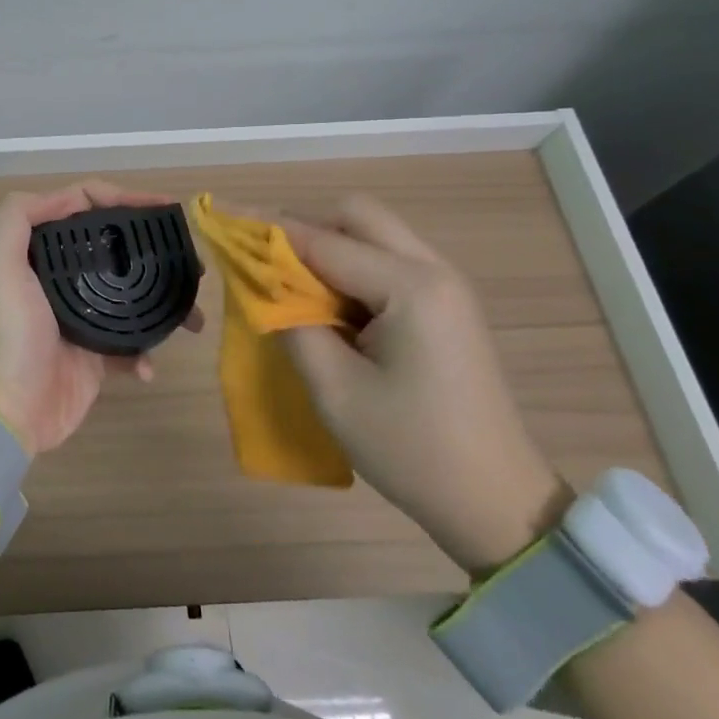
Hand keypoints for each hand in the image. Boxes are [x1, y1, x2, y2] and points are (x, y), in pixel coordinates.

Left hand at [0, 181, 202, 455]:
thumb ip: (18, 216)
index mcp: (38, 253)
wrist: (6, 414)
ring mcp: (81, 316)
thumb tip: (74, 196)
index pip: (83, 209)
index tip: (162, 208)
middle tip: (191, 258)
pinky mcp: (96, 354)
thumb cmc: (5, 334)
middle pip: (114, 249)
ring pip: (131, 294)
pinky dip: (146, 349)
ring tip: (193, 313)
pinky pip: (132, 342)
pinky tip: (149, 362)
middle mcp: (59, 278)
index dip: (121, 199)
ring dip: (164, 299)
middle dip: (154, 249)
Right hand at [277, 194, 569, 572]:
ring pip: (374, 234)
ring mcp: (446, 286)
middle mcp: (434, 270)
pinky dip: (351, 268)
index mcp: (411, 287)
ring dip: (329, 247)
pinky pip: (388, 262)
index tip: (222, 218)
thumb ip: (291, 323)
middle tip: (269, 265)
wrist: (496, 502)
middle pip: (357, 216)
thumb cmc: (411, 449)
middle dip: (306, 228)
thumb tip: (263, 284)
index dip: (267, 230)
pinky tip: (332, 308)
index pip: (323, 241)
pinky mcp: (446, 306)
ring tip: (294, 288)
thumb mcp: (334, 389)